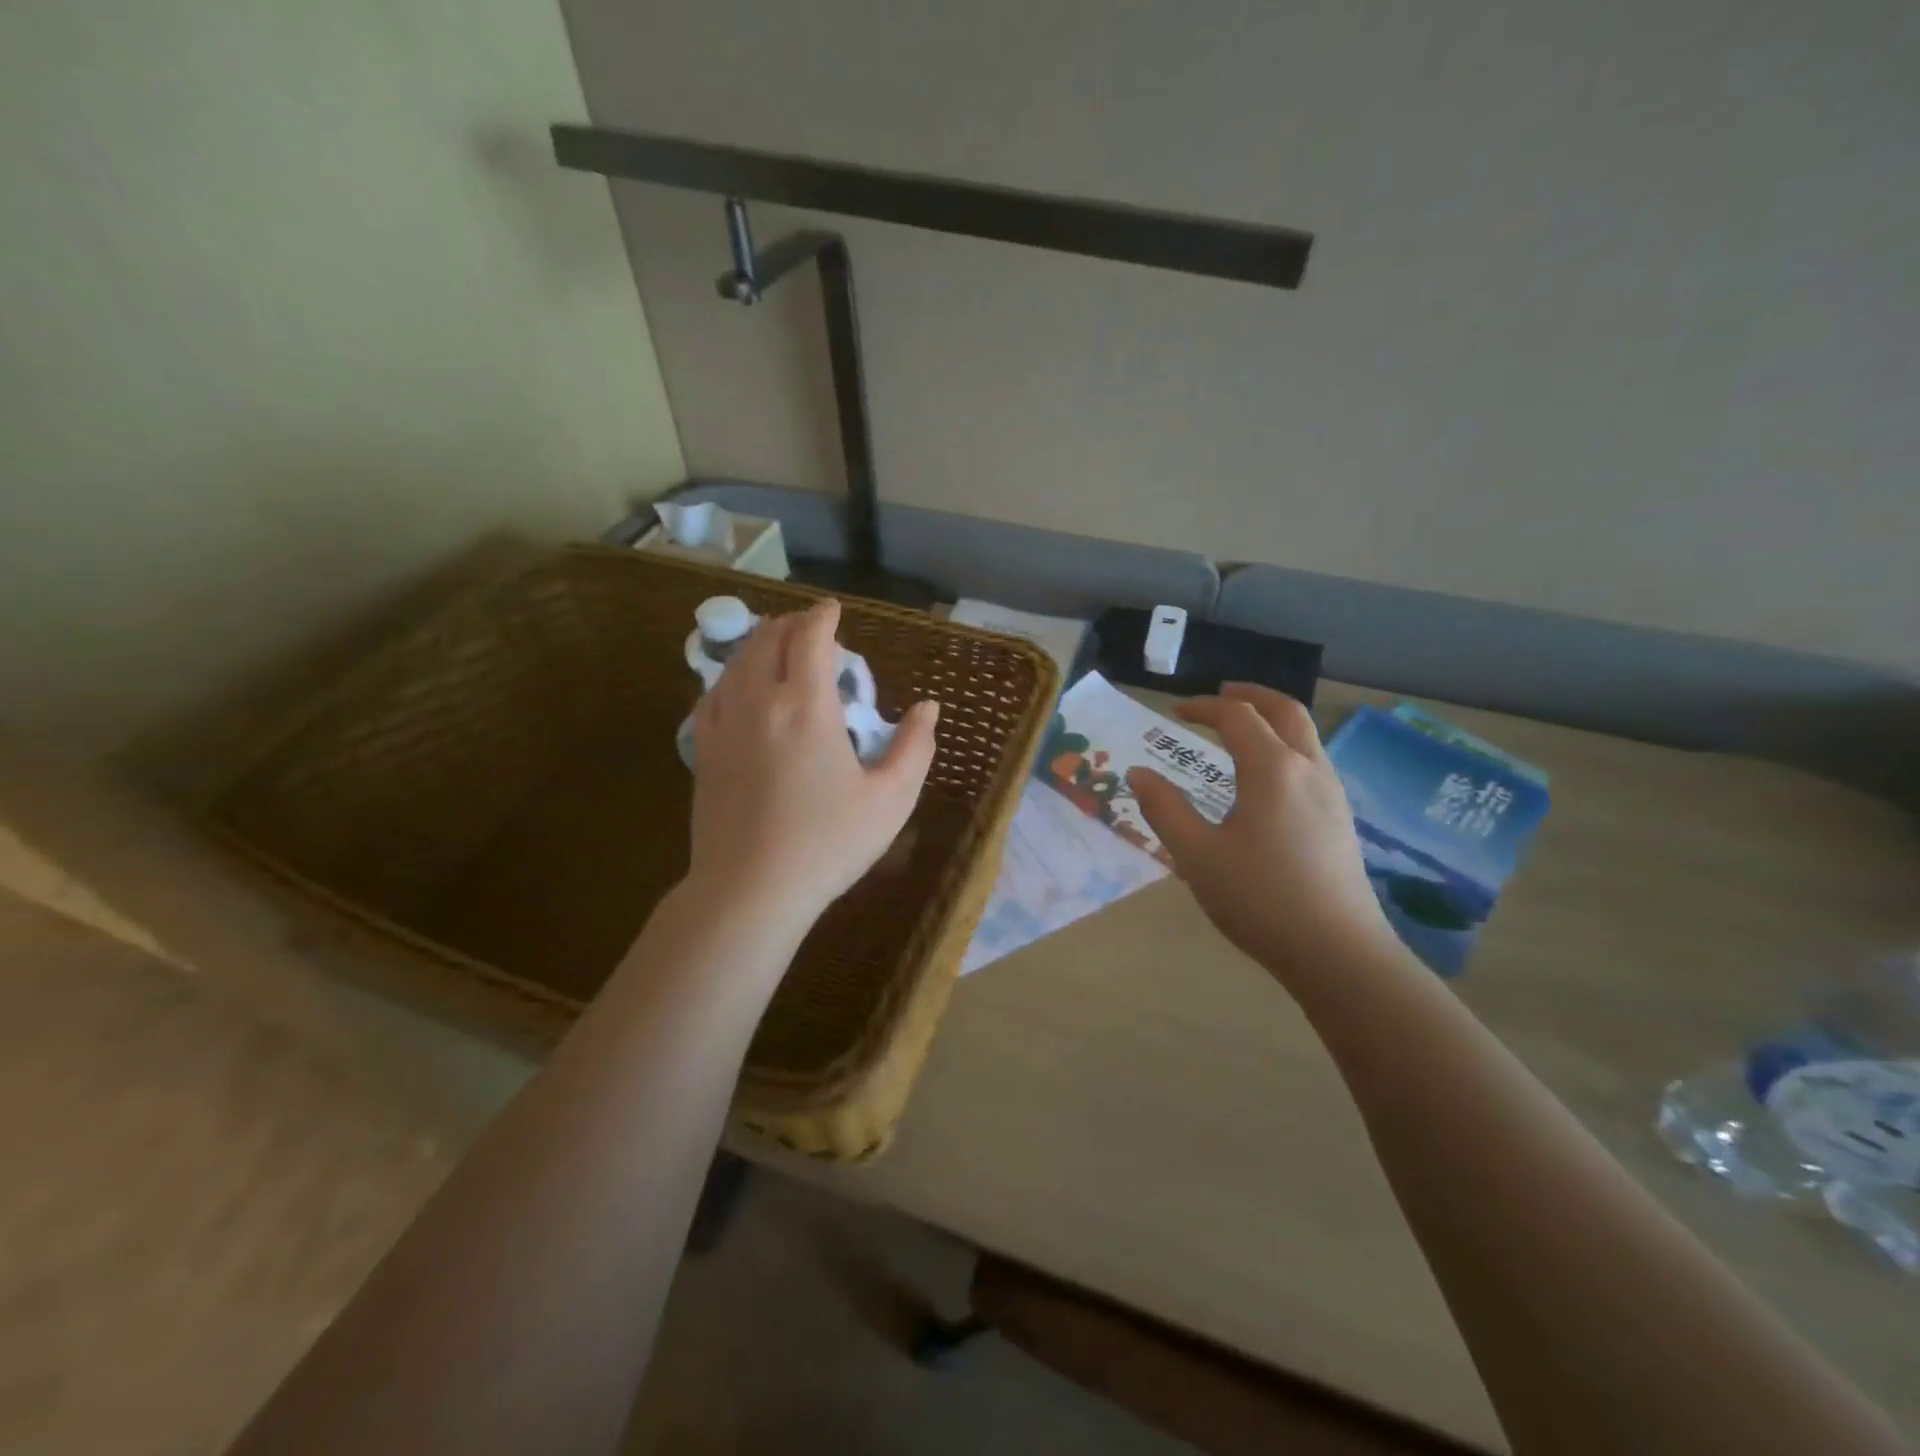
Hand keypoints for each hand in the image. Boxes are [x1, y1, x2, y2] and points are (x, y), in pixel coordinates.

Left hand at [686, 600, 939, 931]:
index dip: (823, 617)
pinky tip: (742, 685)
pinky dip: (733, 674)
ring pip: (737, 661)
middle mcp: (759, 701)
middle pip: (769, 639)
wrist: (750, 890)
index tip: (834, 610)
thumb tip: (928, 708)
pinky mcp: (704, 748)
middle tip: (812, 628)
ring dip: (761, 643)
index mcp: (806, 707)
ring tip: (779, 645)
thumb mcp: (890, 800)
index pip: (810, 638)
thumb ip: (915, 747)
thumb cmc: (828, 845)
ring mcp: (724, 723)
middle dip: (792, 624)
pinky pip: (714, 691)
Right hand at [1127, 684, 1390, 981]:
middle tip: (1221, 693)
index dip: (1203, 707)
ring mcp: (1331, 792)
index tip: (1174, 712)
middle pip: (1285, 710)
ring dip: (1273, 718)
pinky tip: (1268, 777)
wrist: (1337, 952)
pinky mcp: (1341, 817)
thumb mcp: (1196, 855)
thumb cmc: (1259, 899)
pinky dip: (1287, 744)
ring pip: (1306, 734)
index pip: (1236, 716)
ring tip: (1243, 728)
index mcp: (1271, 769)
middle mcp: (1307, 768)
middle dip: (1252, 695)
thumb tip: (1139, 773)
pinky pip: (1313, 760)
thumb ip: (1164, 809)